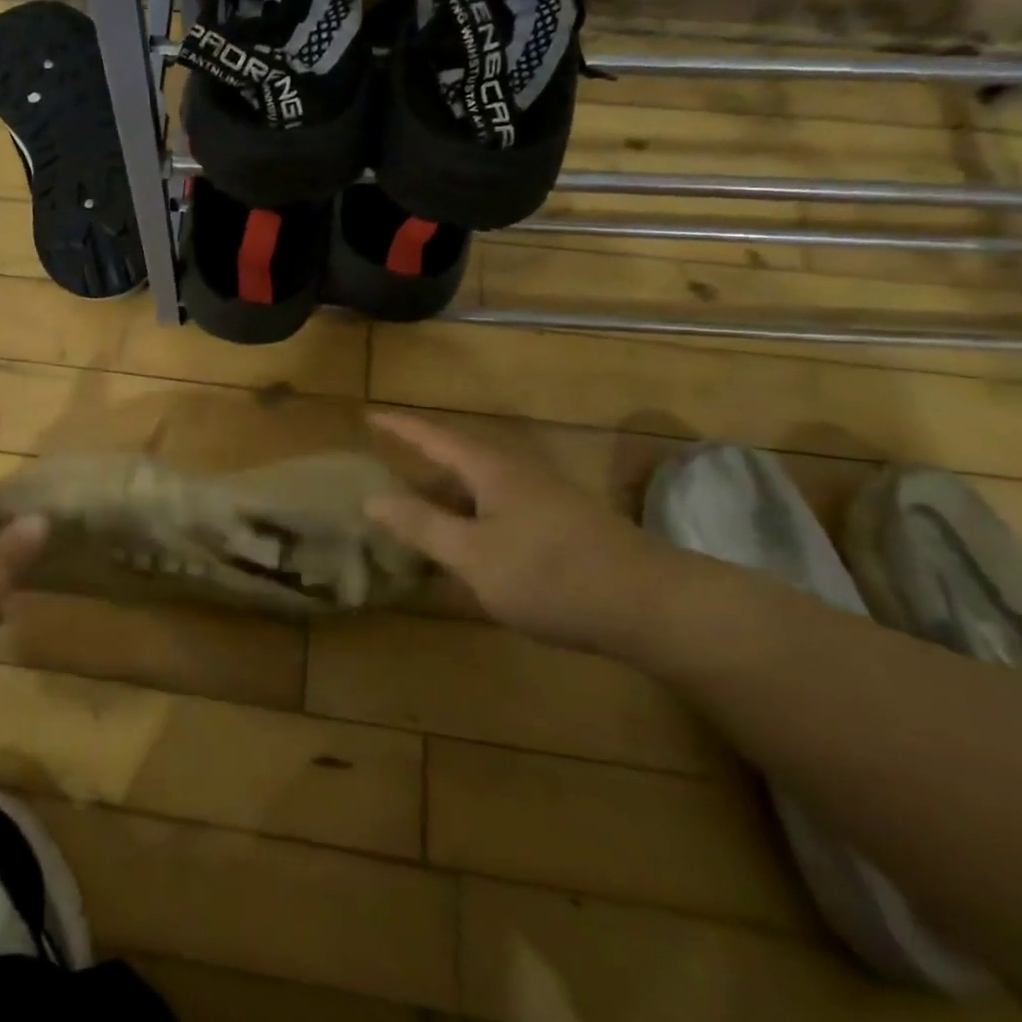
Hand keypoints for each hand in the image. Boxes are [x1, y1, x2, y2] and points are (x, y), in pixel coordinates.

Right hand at [366, 412, 666, 654]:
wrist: (653, 606)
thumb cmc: (551, 575)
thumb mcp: (473, 555)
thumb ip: (421, 525)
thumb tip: (372, 498)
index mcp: (490, 469)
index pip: (433, 436)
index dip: (399, 426)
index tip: (368, 415)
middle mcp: (516, 472)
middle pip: (456, 458)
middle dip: (419, 461)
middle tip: (384, 467)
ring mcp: (542, 496)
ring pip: (478, 486)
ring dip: (445, 494)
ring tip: (415, 510)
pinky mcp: (559, 522)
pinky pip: (498, 507)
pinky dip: (469, 517)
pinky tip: (465, 546)